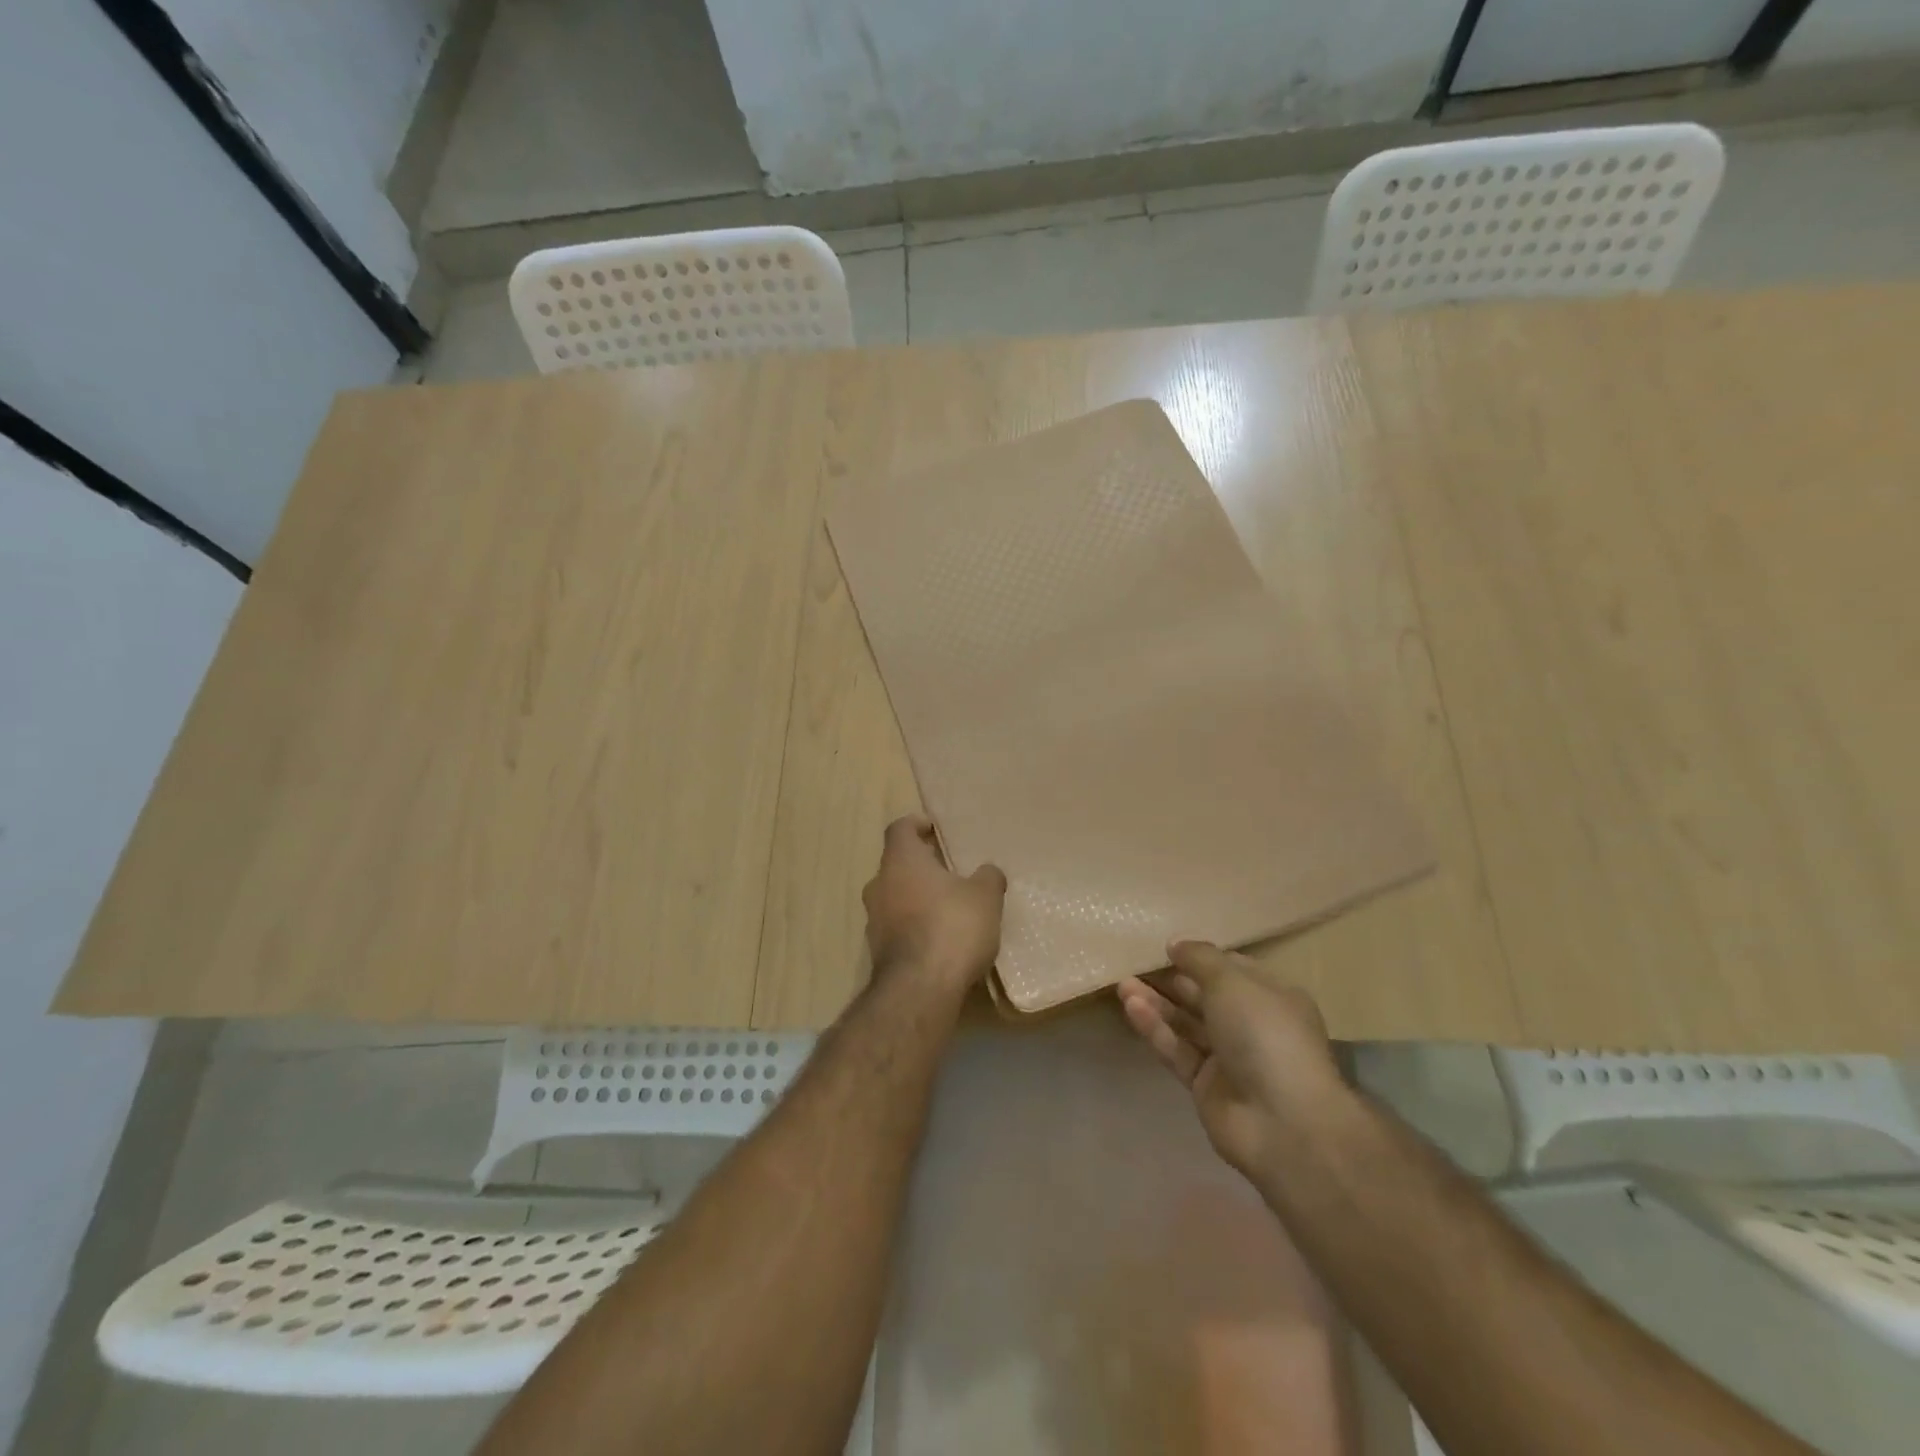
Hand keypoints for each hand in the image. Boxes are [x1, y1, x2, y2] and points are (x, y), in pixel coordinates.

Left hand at [862, 816, 1005, 998]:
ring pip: (894, 897)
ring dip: (916, 898)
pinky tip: (940, 939)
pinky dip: (914, 926)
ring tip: (948, 907)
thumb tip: (987, 872)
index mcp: (901, 861)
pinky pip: (896, 927)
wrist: (920, 989)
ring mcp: (874, 920)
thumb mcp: (985, 897)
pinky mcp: (877, 951)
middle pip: (896, 864)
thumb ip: (987, 877)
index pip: (900, 828)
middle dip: (921, 865)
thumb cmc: (952, 927)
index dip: (917, 824)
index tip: (934, 829)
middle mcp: (879, 884)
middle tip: (949, 871)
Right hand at [1117, 942, 1348, 1181]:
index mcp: (1272, 996)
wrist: (1283, 1124)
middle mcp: (1252, 1025)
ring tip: (1122, 983)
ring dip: (1156, 1003)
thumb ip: (1199, 958)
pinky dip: (1156, 1029)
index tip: (1165, 946)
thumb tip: (1175, 943)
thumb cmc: (1265, 1035)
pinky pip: (1178, 1050)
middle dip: (1171, 979)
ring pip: (1186, 1023)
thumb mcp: (1232, 982)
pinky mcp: (1206, 1086)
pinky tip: (1132, 1008)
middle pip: (1204, 996)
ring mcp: (1230, 1058)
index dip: (1200, 956)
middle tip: (1133, 962)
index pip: (1232, 968)